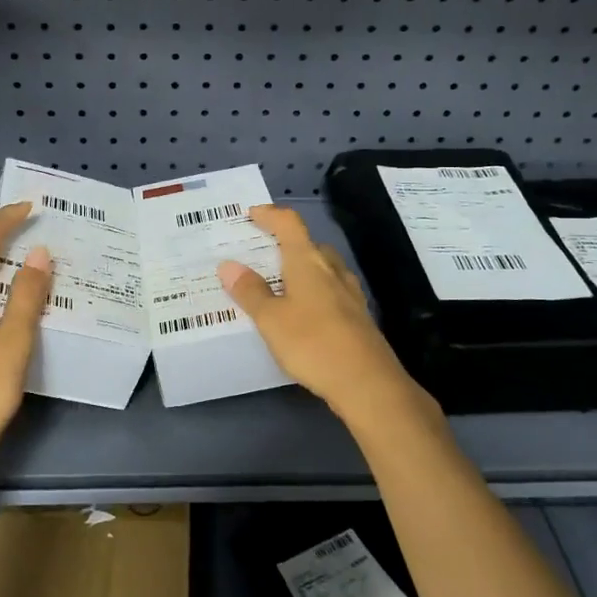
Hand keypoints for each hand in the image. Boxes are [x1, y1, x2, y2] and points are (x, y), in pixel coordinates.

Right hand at [217, 205, 418, 417]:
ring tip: (280, 283)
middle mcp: (331, 270)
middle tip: (262, 255)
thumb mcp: (271, 319)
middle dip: (287, 244)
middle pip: (309, 245)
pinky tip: (305, 312)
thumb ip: (250, 291)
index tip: (252, 215)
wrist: (367, 382)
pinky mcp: (358, 317)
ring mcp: (349, 293)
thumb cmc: (312, 343)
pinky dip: (315, 292)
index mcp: (308, 261)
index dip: (271, 215)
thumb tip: (229, 265)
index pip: (290, 224)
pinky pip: (332, 292)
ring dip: (303, 269)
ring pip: (323, 269)